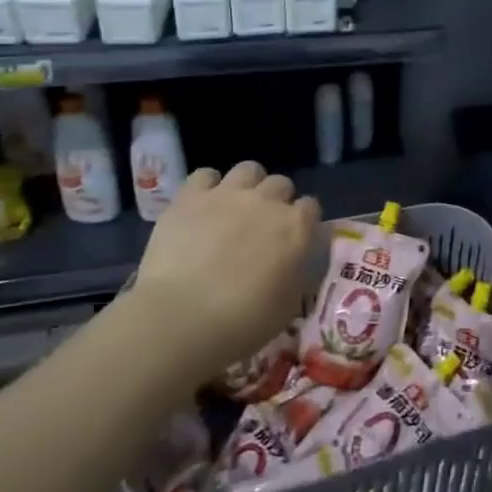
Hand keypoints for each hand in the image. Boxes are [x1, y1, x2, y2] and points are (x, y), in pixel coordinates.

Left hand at [134, 162, 318, 368]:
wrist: (181, 318)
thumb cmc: (242, 322)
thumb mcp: (287, 307)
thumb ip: (297, 276)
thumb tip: (296, 266)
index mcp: (296, 227)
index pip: (311, 207)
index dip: (303, 221)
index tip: (294, 239)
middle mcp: (267, 201)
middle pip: (281, 184)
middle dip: (276, 200)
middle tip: (262, 226)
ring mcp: (227, 194)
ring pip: (248, 170)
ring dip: (247, 185)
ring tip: (234, 207)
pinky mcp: (190, 197)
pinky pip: (205, 175)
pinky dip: (207, 187)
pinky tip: (202, 205)